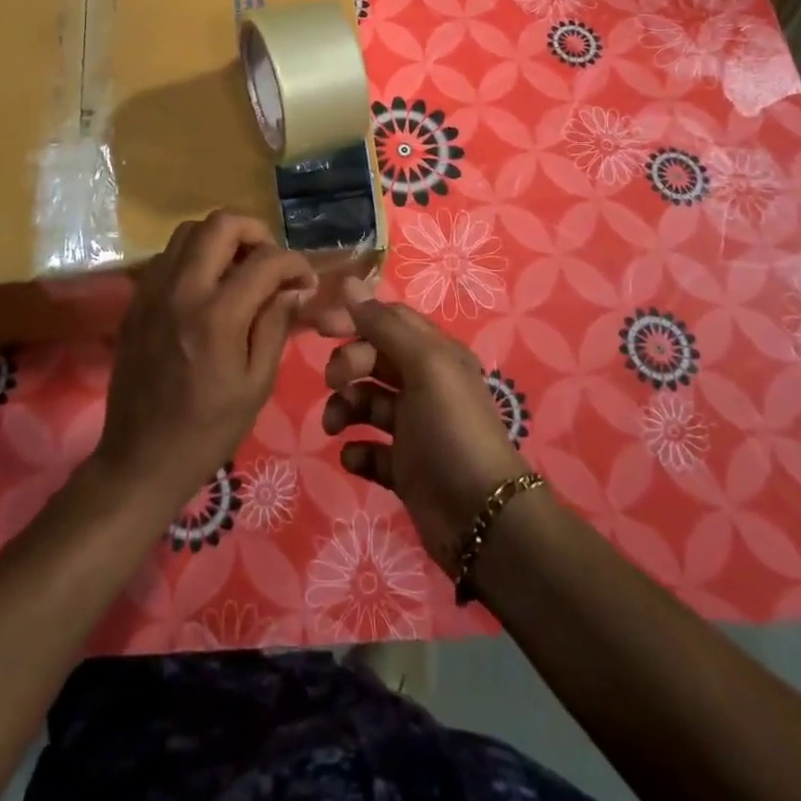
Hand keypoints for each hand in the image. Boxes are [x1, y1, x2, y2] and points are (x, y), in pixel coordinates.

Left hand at [94, 211, 315, 520]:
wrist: (141, 458)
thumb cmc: (208, 429)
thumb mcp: (256, 384)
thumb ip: (275, 326)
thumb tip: (293, 289)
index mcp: (217, 316)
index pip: (266, 260)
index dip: (295, 263)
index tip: (305, 282)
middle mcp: (182, 290)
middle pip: (220, 224)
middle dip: (256, 232)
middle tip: (270, 262)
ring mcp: (153, 290)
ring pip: (189, 230)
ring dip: (221, 239)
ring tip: (240, 268)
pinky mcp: (136, 300)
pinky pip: (167, 255)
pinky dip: (194, 255)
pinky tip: (208, 286)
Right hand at [319, 280, 528, 568]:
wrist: (481, 517)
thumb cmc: (452, 429)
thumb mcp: (424, 366)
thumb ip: (384, 325)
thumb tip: (348, 283)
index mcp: (435, 354)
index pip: (388, 321)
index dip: (355, 318)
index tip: (320, 328)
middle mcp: (424, 385)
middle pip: (373, 359)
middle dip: (348, 365)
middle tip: (335, 382)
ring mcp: (413, 428)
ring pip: (366, 403)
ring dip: (345, 408)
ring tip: (336, 427)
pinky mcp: (404, 468)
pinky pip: (370, 449)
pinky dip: (357, 450)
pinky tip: (354, 456)